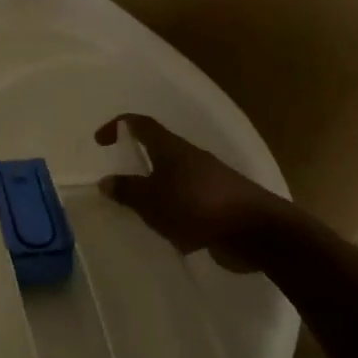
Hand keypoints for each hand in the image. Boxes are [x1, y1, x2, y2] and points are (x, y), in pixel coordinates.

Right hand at [96, 114, 303, 271]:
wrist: (257, 231)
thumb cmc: (197, 207)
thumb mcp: (151, 201)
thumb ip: (127, 191)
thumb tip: (106, 181)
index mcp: (172, 149)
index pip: (141, 125)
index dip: (118, 126)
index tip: (100, 142)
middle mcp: (191, 158)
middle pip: (159, 151)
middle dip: (138, 164)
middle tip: (120, 184)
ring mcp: (210, 180)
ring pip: (174, 178)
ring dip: (157, 191)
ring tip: (142, 213)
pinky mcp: (221, 203)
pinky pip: (189, 201)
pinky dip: (175, 211)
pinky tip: (171, 232)